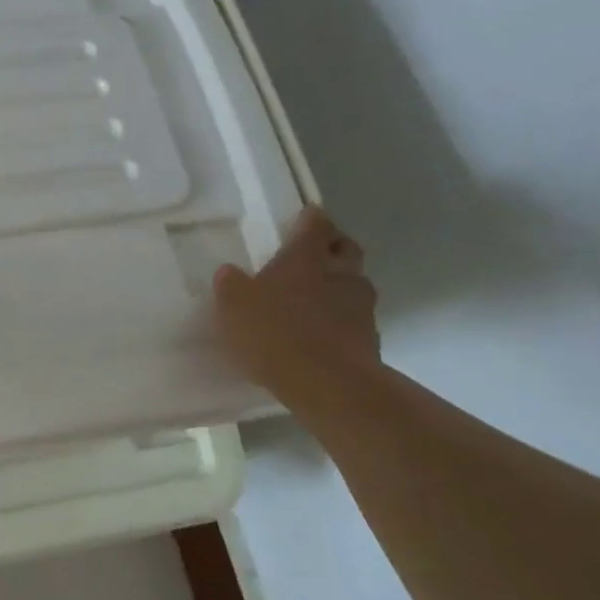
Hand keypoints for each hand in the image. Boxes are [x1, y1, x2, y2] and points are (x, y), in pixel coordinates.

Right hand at [213, 207, 381, 395]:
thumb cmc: (273, 332)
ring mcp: (360, 306)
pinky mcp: (370, 338)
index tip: (305, 216)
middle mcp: (339, 273)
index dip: (310, 218)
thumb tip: (229, 271)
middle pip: (345, 248)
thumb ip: (230, 285)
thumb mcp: (233, 307)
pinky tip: (324, 330)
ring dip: (340, 283)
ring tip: (318, 296)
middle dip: (333, 246)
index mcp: (305, 258)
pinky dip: (343, 317)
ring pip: (355, 282)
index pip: (315, 224)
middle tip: (315, 252)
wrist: (327, 383)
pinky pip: (357, 317)